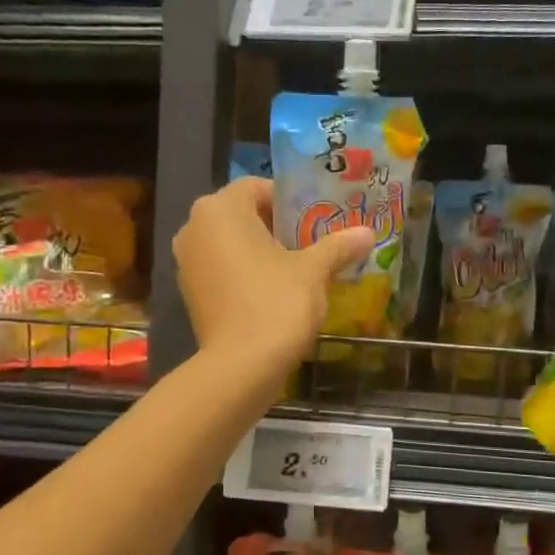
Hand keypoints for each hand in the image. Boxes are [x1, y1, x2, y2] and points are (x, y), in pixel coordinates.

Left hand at [173, 177, 374, 389]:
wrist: (240, 367)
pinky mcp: (190, 293)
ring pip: (231, 244)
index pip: (257, 187)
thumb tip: (367, 233)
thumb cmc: (276, 303)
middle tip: (314, 242)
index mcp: (220, 209)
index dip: (290, 200)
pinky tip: (275, 292)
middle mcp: (195, 228)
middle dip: (278, 226)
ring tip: (299, 268)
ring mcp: (187, 262)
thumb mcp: (313, 271)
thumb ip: (338, 246)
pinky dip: (246, 274)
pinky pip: (223, 270)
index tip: (317, 219)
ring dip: (262, 251)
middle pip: (243, 215)